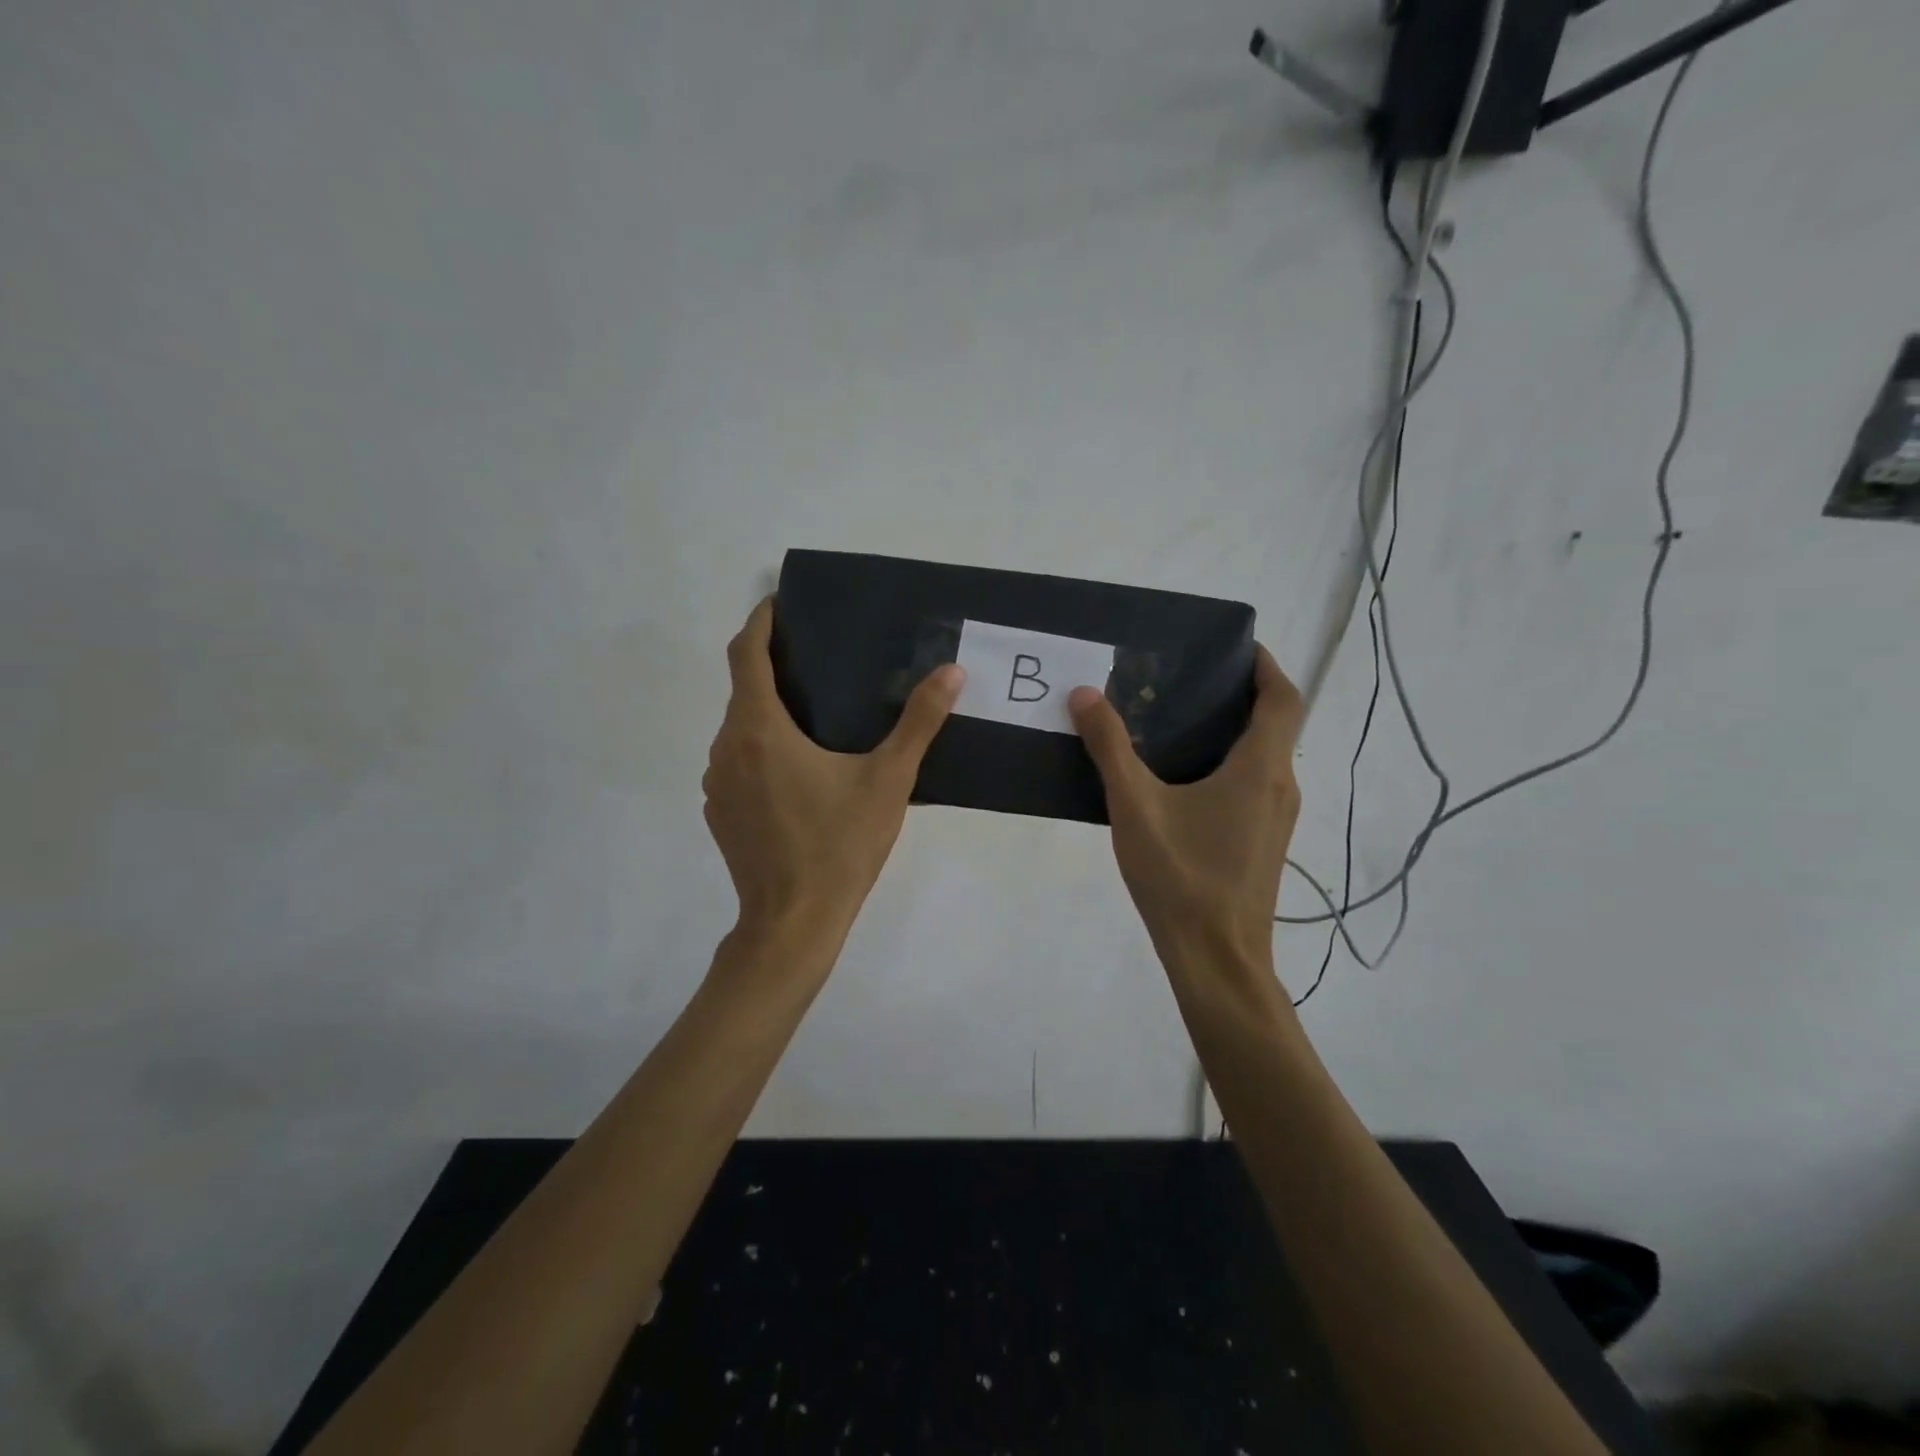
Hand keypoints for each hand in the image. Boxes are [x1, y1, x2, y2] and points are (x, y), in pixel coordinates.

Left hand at [704, 599, 964, 939]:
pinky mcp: (719, 812)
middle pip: (742, 689)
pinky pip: (735, 763)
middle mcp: (726, 747)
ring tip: (812, 713)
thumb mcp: (888, 780)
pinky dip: (759, 749)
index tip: (780, 604)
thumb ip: (919, 722)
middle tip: (817, 660)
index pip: (746, 653)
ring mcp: (716, 783)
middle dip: (772, 667)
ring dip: (766, 712)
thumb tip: (952, 673)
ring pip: (737, 728)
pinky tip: (797, 771)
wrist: (792, 922)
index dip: (760, 621)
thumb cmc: (840, 845)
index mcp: (759, 729)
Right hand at [1069, 645, 1304, 970]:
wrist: (1217, 960)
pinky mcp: (1265, 843)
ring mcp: (1277, 818)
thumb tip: (1085, 693)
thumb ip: (1109, 747)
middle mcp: (1280, 787)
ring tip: (1180, 720)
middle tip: (1189, 679)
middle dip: (1242, 694)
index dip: (1266, 665)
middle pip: (1276, 725)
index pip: (1283, 699)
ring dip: (1236, 731)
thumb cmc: (1181, 877)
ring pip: (1266, 758)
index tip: (1235, 647)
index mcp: (1259, 769)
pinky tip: (1184, 779)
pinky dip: (1231, 764)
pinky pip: (1255, 786)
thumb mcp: (1135, 806)